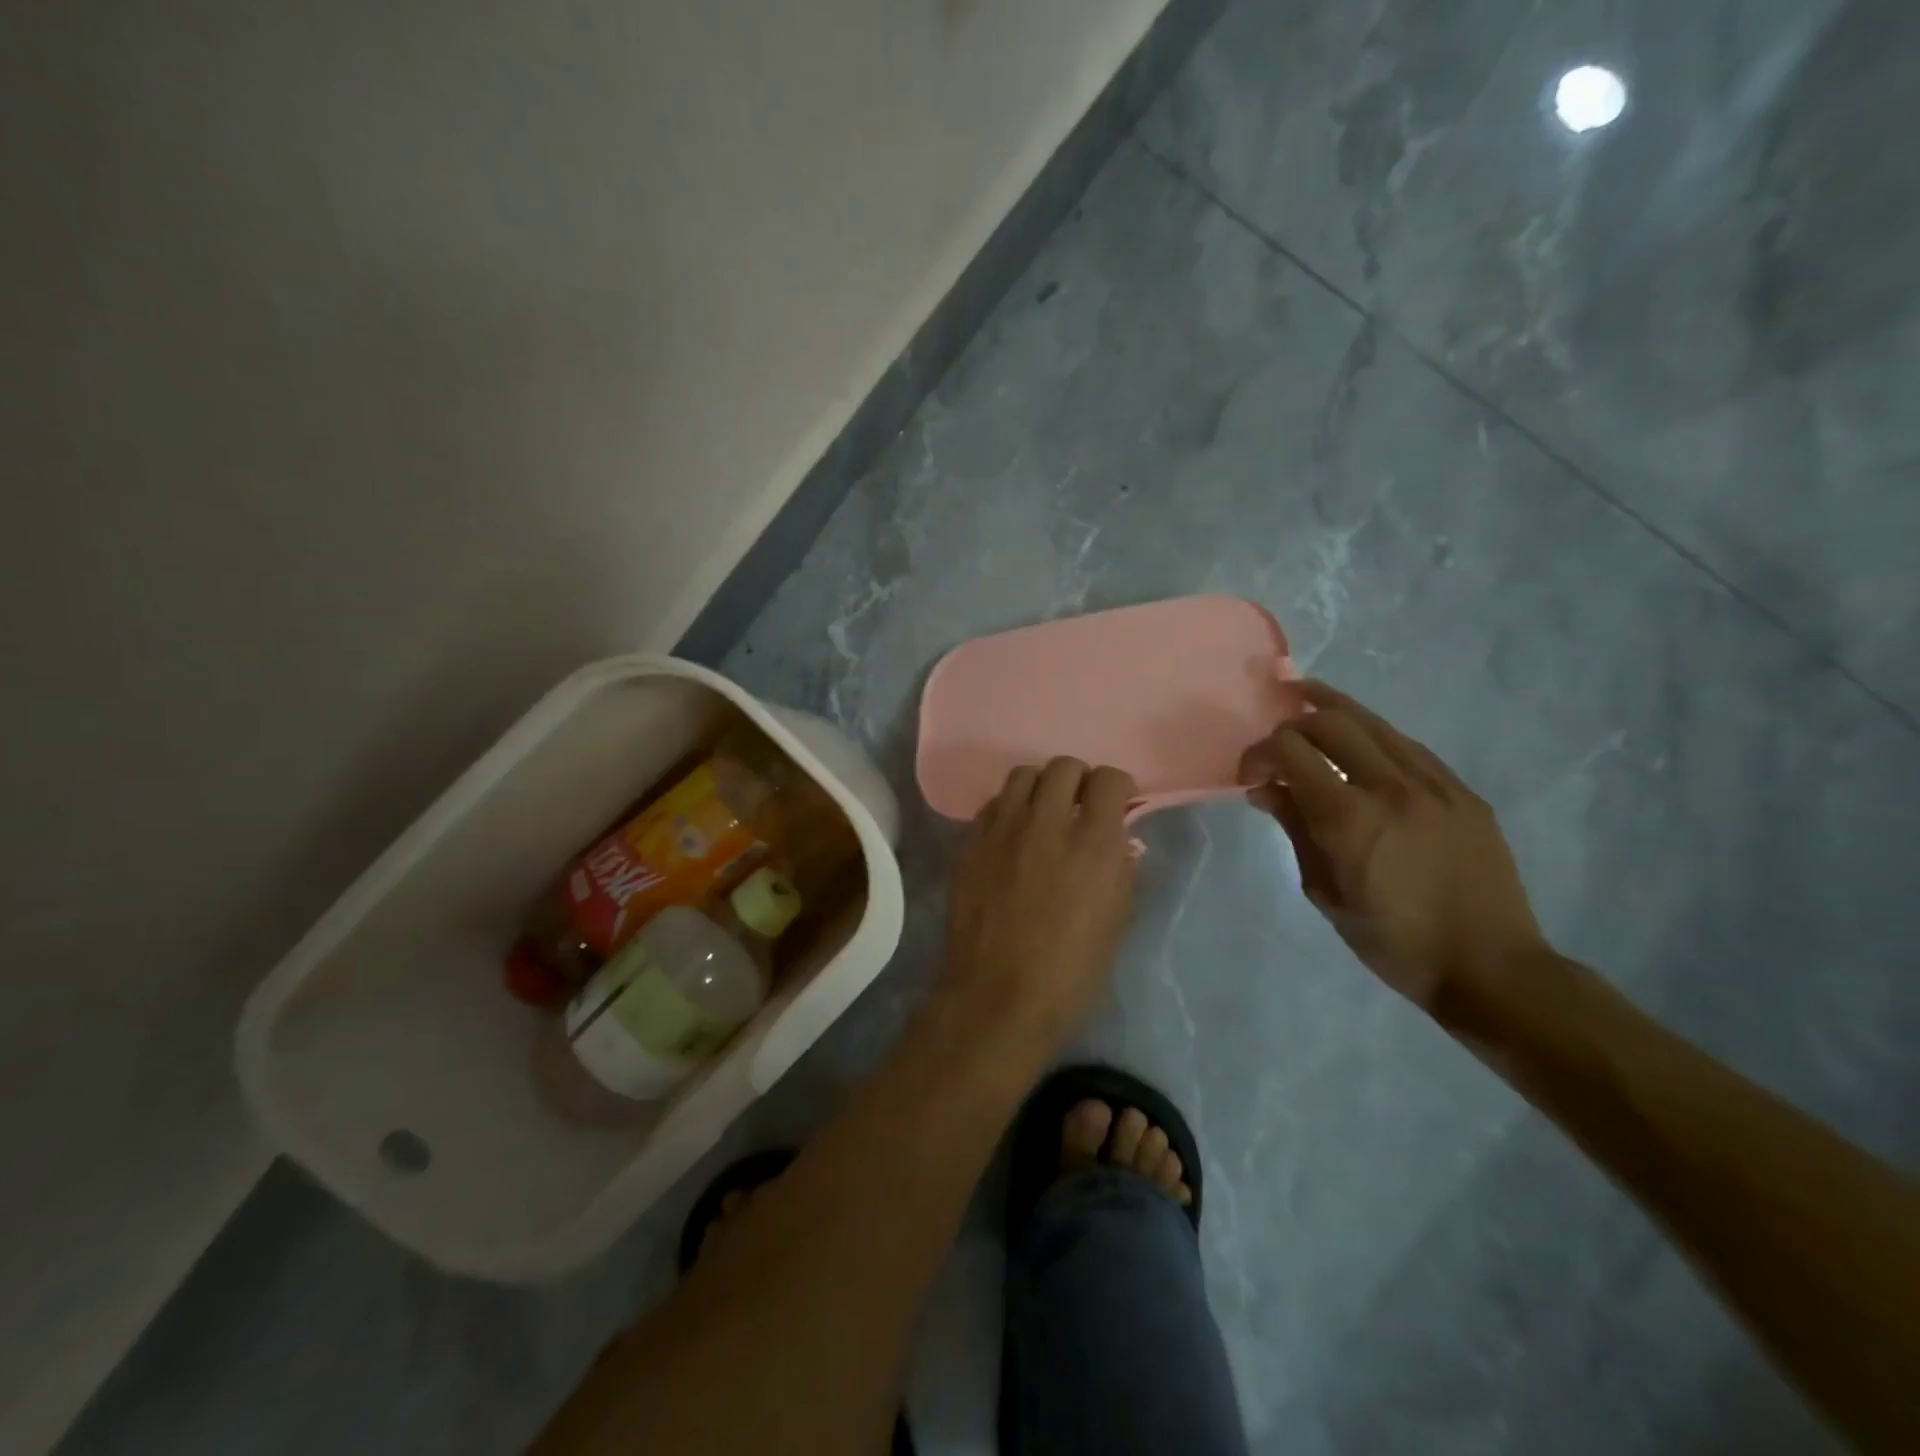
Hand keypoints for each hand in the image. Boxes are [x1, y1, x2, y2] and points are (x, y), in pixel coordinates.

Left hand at [941, 758, 1138, 1044]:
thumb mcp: (1117, 921)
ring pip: (1023, 775)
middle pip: (1064, 766)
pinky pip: (993, 805)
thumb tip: (1119, 843)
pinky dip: (1009, 810)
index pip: (1108, 778)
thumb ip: (1121, 870)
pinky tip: (1012, 836)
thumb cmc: (1071, 971)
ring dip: (1040, 788)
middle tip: (1079, 808)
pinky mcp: (971, 842)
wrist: (998, 995)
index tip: (1116, 805)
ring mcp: (1004, 829)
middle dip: (1078, 781)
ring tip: (1042, 815)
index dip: (1116, 787)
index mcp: (1094, 842)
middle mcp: (1048, 822)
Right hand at [1239, 681, 1547, 1012]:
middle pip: (1330, 722)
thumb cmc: (1394, 942)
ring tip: (1305, 697)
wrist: (1490, 967)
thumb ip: (1295, 829)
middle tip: (1277, 743)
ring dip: (1332, 709)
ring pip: (1374, 723)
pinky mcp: (1461, 791)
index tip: (1249, 776)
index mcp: (1349, 817)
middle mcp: (1391, 786)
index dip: (1259, 753)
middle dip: (1292, 723)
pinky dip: (1373, 736)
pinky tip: (1360, 743)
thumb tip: (1266, 789)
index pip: (1290, 750)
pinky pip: (1408, 746)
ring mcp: (1434, 784)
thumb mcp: (1325, 892)